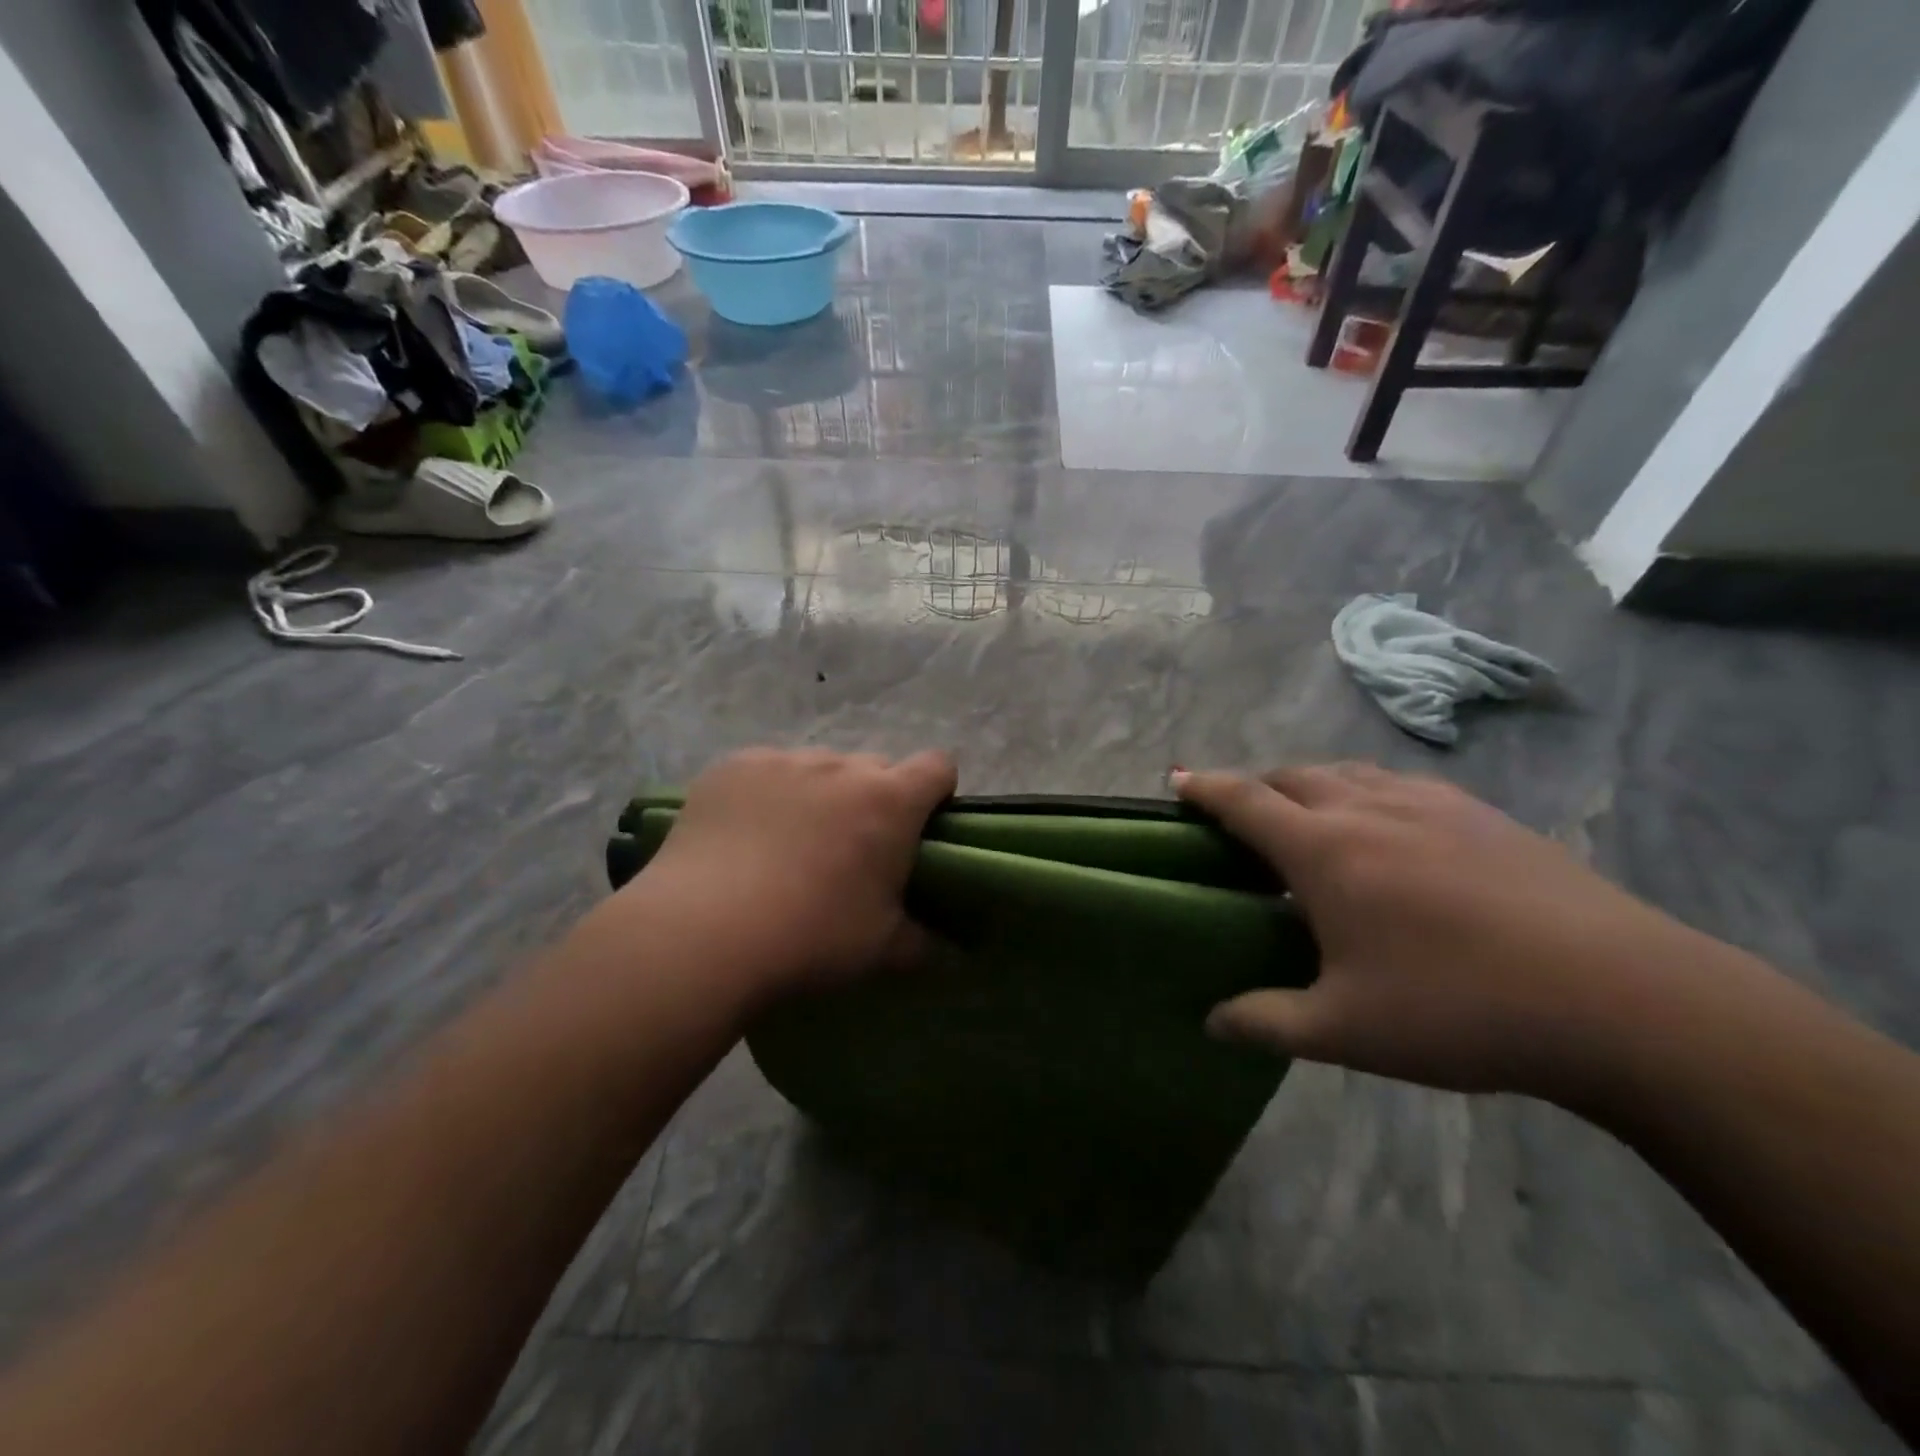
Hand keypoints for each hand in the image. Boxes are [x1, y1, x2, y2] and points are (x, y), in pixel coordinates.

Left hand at [632, 747, 957, 997]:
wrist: (703, 933)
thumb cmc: (811, 937)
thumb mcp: (881, 949)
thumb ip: (923, 941)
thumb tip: (946, 948)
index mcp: (890, 801)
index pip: (938, 766)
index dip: (937, 792)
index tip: (921, 827)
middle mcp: (841, 767)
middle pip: (875, 768)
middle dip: (874, 798)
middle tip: (851, 849)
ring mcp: (783, 761)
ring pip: (819, 768)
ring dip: (820, 795)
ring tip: (790, 844)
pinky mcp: (733, 767)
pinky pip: (766, 771)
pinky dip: (768, 795)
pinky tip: (744, 836)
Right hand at [1175, 763, 1703, 1101]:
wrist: (1625, 1000)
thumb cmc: (1460, 1010)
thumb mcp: (1347, 1031)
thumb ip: (1266, 1022)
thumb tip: (1211, 1023)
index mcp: (1324, 850)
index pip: (1244, 801)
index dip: (1204, 788)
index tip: (1176, 782)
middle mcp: (1367, 808)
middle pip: (1292, 775)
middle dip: (1255, 787)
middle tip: (1241, 819)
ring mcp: (1429, 803)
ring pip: (1346, 772)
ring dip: (1310, 785)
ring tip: (1308, 819)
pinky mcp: (1481, 813)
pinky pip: (1398, 783)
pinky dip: (1366, 792)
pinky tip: (1388, 830)